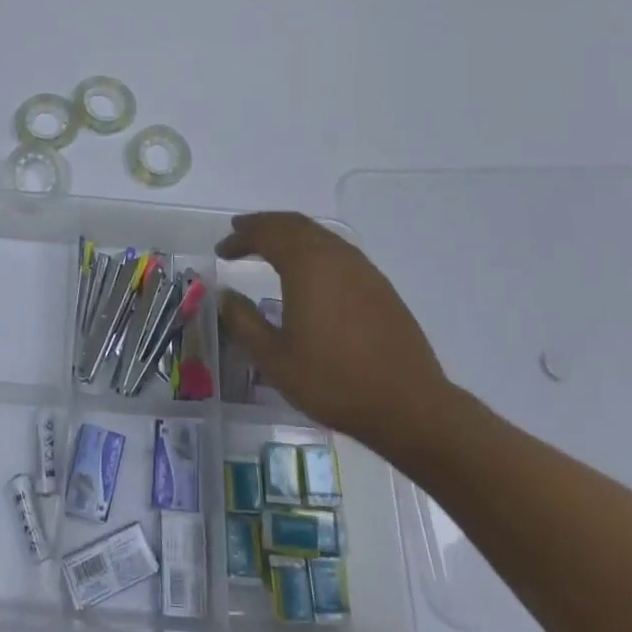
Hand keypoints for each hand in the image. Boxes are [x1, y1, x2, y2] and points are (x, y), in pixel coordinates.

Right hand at [218, 213, 454, 461]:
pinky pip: (337, 249)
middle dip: (263, 225)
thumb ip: (243, 321)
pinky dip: (312, 247)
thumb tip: (224, 295)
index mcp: (307, 265)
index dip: (240, 237)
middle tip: (240, 234)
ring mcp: (362, 268)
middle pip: (294, 224)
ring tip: (269, 247)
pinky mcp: (379, 285)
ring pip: (318, 234)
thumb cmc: (334, 382)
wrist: (409, 406)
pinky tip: (308, 270)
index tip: (221, 250)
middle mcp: (335, 256)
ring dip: (289, 233)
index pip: (266, 234)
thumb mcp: (275, 358)